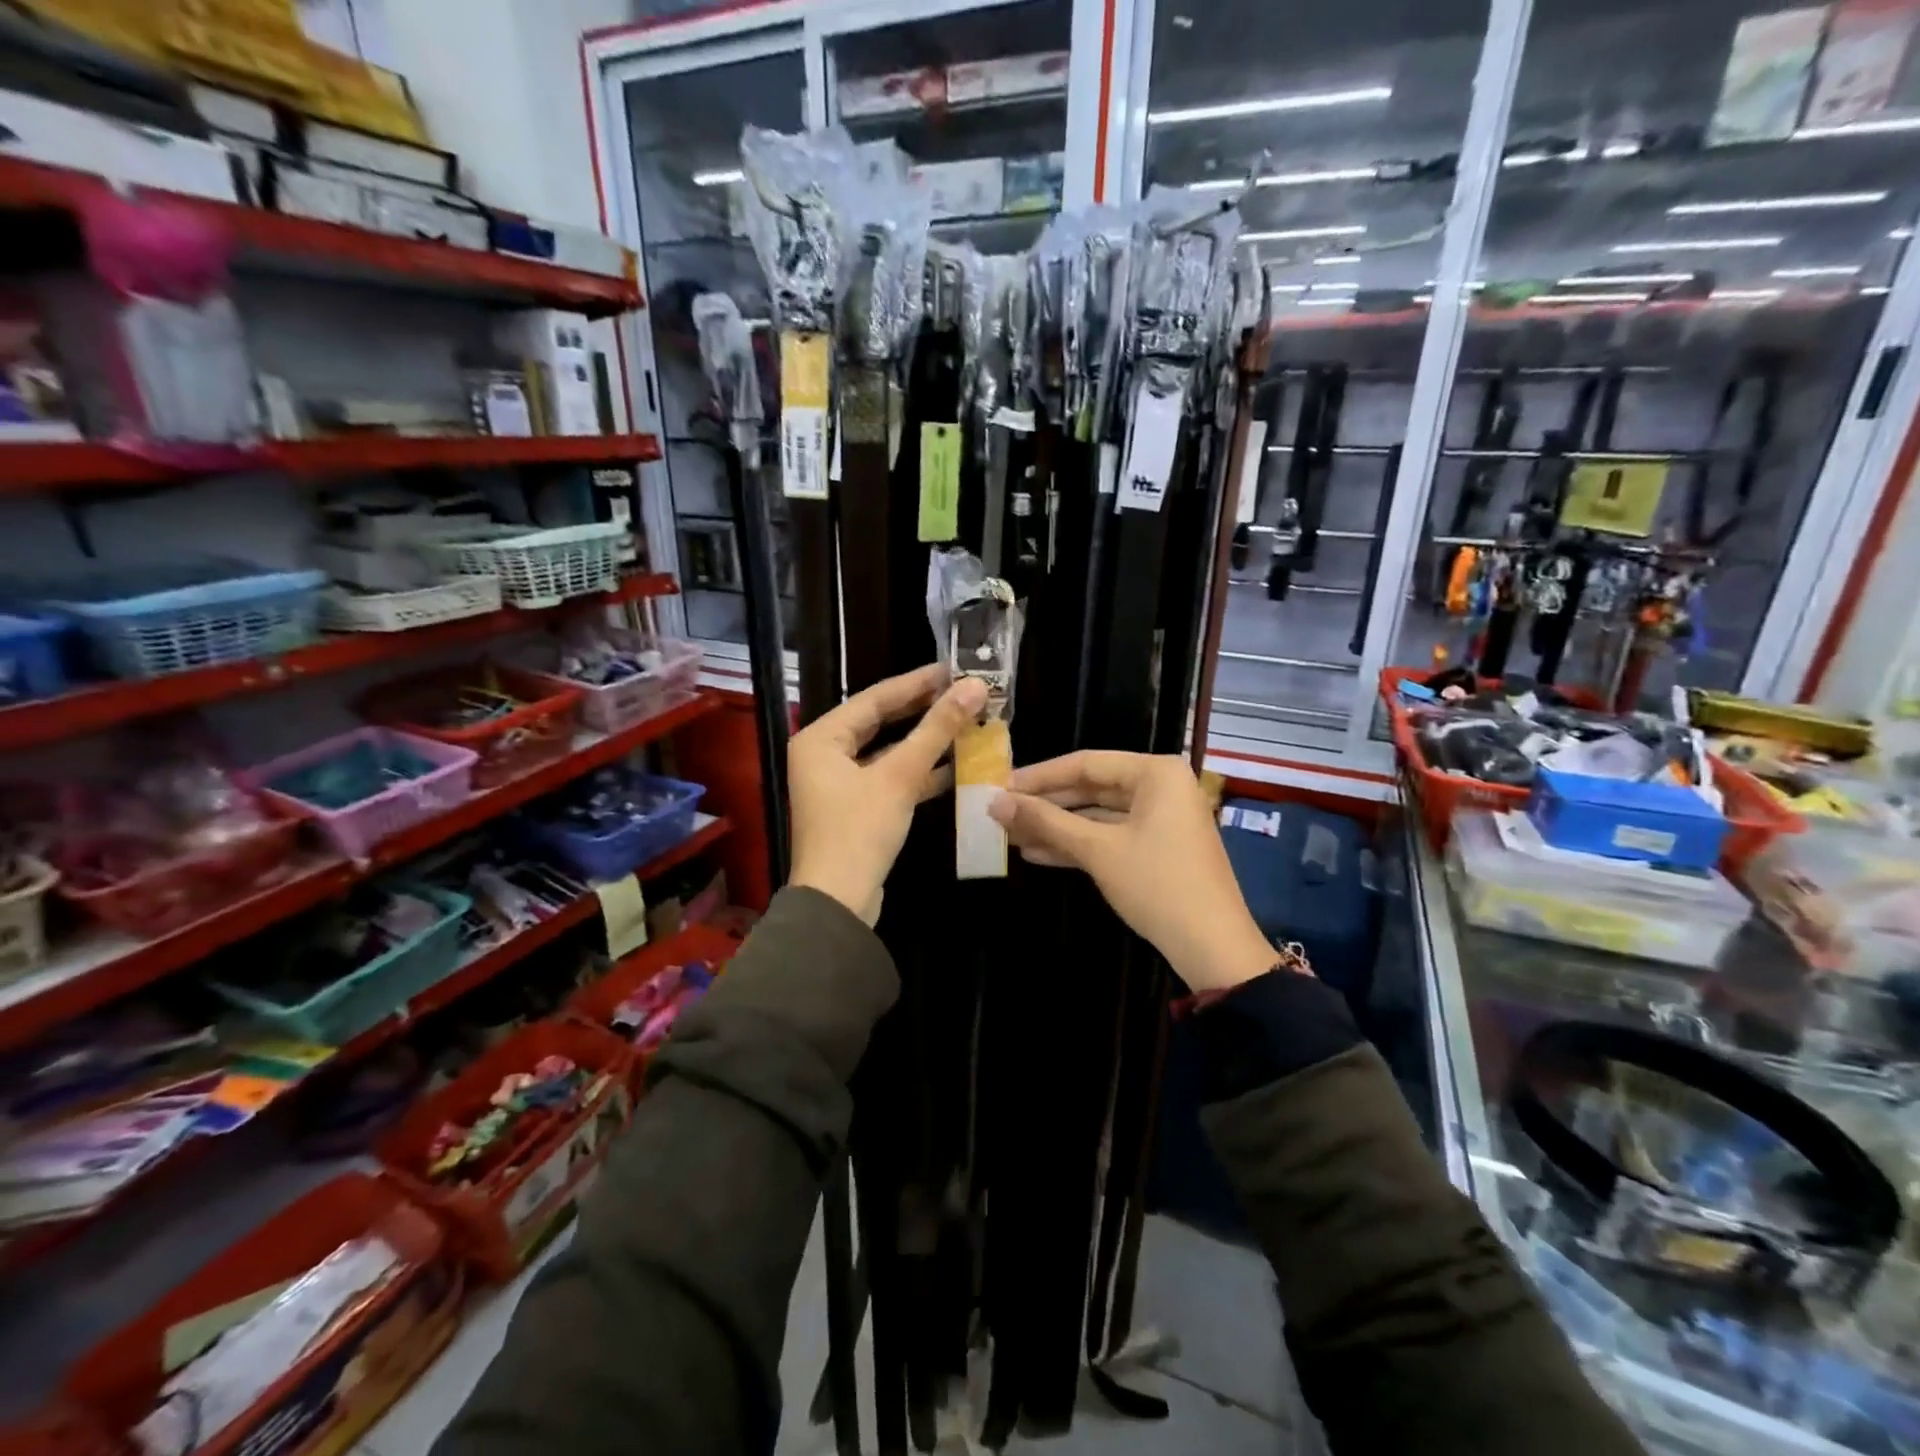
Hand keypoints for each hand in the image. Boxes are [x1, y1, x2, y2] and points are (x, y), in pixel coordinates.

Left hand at [789, 664, 988, 923]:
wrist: (838, 903)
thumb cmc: (859, 832)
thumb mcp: (899, 777)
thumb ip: (936, 730)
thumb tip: (973, 687)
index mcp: (821, 737)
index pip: (874, 698)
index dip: (917, 682)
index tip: (953, 668)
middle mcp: (824, 754)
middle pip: (880, 722)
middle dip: (923, 710)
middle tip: (962, 691)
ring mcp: (838, 782)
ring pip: (887, 751)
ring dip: (925, 741)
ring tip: (966, 722)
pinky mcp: (856, 807)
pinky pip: (889, 777)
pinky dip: (918, 772)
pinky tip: (955, 765)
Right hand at [988, 752, 1291, 992]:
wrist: (1212, 947)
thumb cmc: (1156, 884)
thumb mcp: (1097, 850)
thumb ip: (1046, 821)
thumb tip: (995, 802)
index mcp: (1155, 772)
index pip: (1086, 763)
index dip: (1040, 776)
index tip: (1001, 786)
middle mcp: (1161, 787)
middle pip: (1092, 787)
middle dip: (1047, 804)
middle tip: (1003, 812)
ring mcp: (1162, 819)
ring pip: (1099, 815)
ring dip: (1058, 827)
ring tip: (1013, 834)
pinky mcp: (1158, 847)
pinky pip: (1111, 836)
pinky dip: (1079, 844)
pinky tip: (1038, 854)